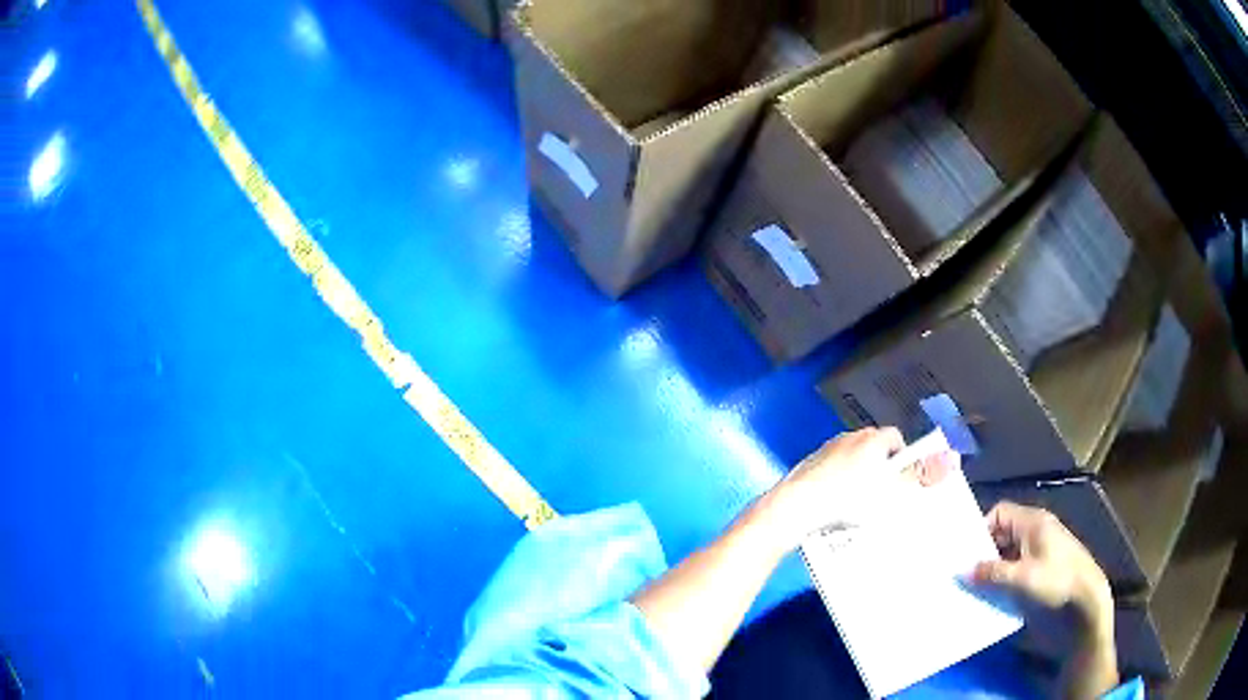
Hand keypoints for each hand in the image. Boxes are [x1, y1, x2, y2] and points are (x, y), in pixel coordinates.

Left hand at [761, 427, 953, 548]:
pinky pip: (833, 471)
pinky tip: (836, 505)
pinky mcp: (809, 465)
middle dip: (881, 468)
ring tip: (860, 505)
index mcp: (871, 439)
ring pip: (853, 460)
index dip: (903, 458)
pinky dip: (839, 483)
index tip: (902, 481)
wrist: (795, 508)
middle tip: (884, 495)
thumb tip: (950, 459)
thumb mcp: (890, 492)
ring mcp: (826, 450)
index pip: (896, 438)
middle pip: (874, 448)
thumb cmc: (847, 500)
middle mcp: (849, 437)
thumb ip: (919, 476)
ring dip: (860, 476)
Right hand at [972, 502, 1111, 627]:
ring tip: (973, 589)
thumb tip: (963, 571)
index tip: (965, 554)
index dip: (981, 529)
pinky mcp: (1040, 569)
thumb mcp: (1022, 577)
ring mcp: (1039, 551)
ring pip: (1006, 554)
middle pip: (1001, 534)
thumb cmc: (1056, 580)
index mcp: (1033, 522)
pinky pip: (1014, 568)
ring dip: (991, 569)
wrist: (1085, 599)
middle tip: (963, 575)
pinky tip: (992, 596)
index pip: (999, 513)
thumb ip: (993, 573)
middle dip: (983, 553)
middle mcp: (1035, 531)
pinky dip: (1002, 579)